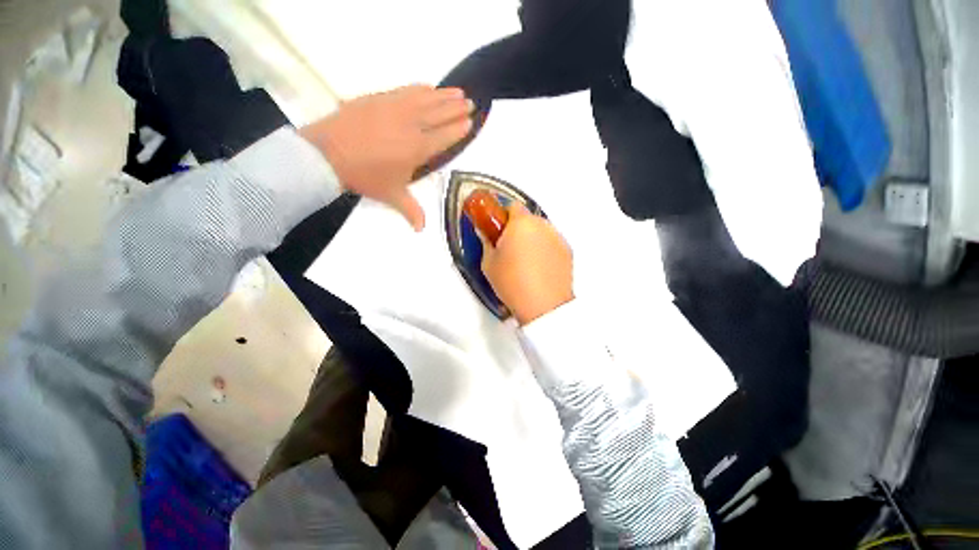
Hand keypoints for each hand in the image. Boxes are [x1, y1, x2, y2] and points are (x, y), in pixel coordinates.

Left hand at [300, 85, 473, 230]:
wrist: (328, 154)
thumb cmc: (365, 177)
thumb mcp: (392, 196)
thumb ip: (411, 211)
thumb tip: (421, 230)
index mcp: (418, 149)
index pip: (444, 136)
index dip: (459, 129)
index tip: (471, 121)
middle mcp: (411, 125)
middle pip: (439, 114)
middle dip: (457, 108)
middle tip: (471, 103)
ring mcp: (394, 108)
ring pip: (425, 98)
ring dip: (444, 95)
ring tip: (458, 92)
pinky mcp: (379, 98)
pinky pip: (405, 90)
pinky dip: (420, 88)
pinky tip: (428, 87)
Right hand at [480, 204, 574, 324]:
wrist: (543, 305)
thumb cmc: (512, 283)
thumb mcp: (489, 263)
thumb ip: (486, 242)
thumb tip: (485, 234)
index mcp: (521, 223)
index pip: (512, 206)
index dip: (503, 217)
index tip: (498, 230)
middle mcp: (542, 225)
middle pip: (528, 219)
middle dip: (517, 229)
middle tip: (509, 248)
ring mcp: (557, 238)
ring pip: (541, 231)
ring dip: (532, 238)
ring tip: (525, 262)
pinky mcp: (567, 251)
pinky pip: (552, 243)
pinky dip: (545, 249)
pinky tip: (539, 268)